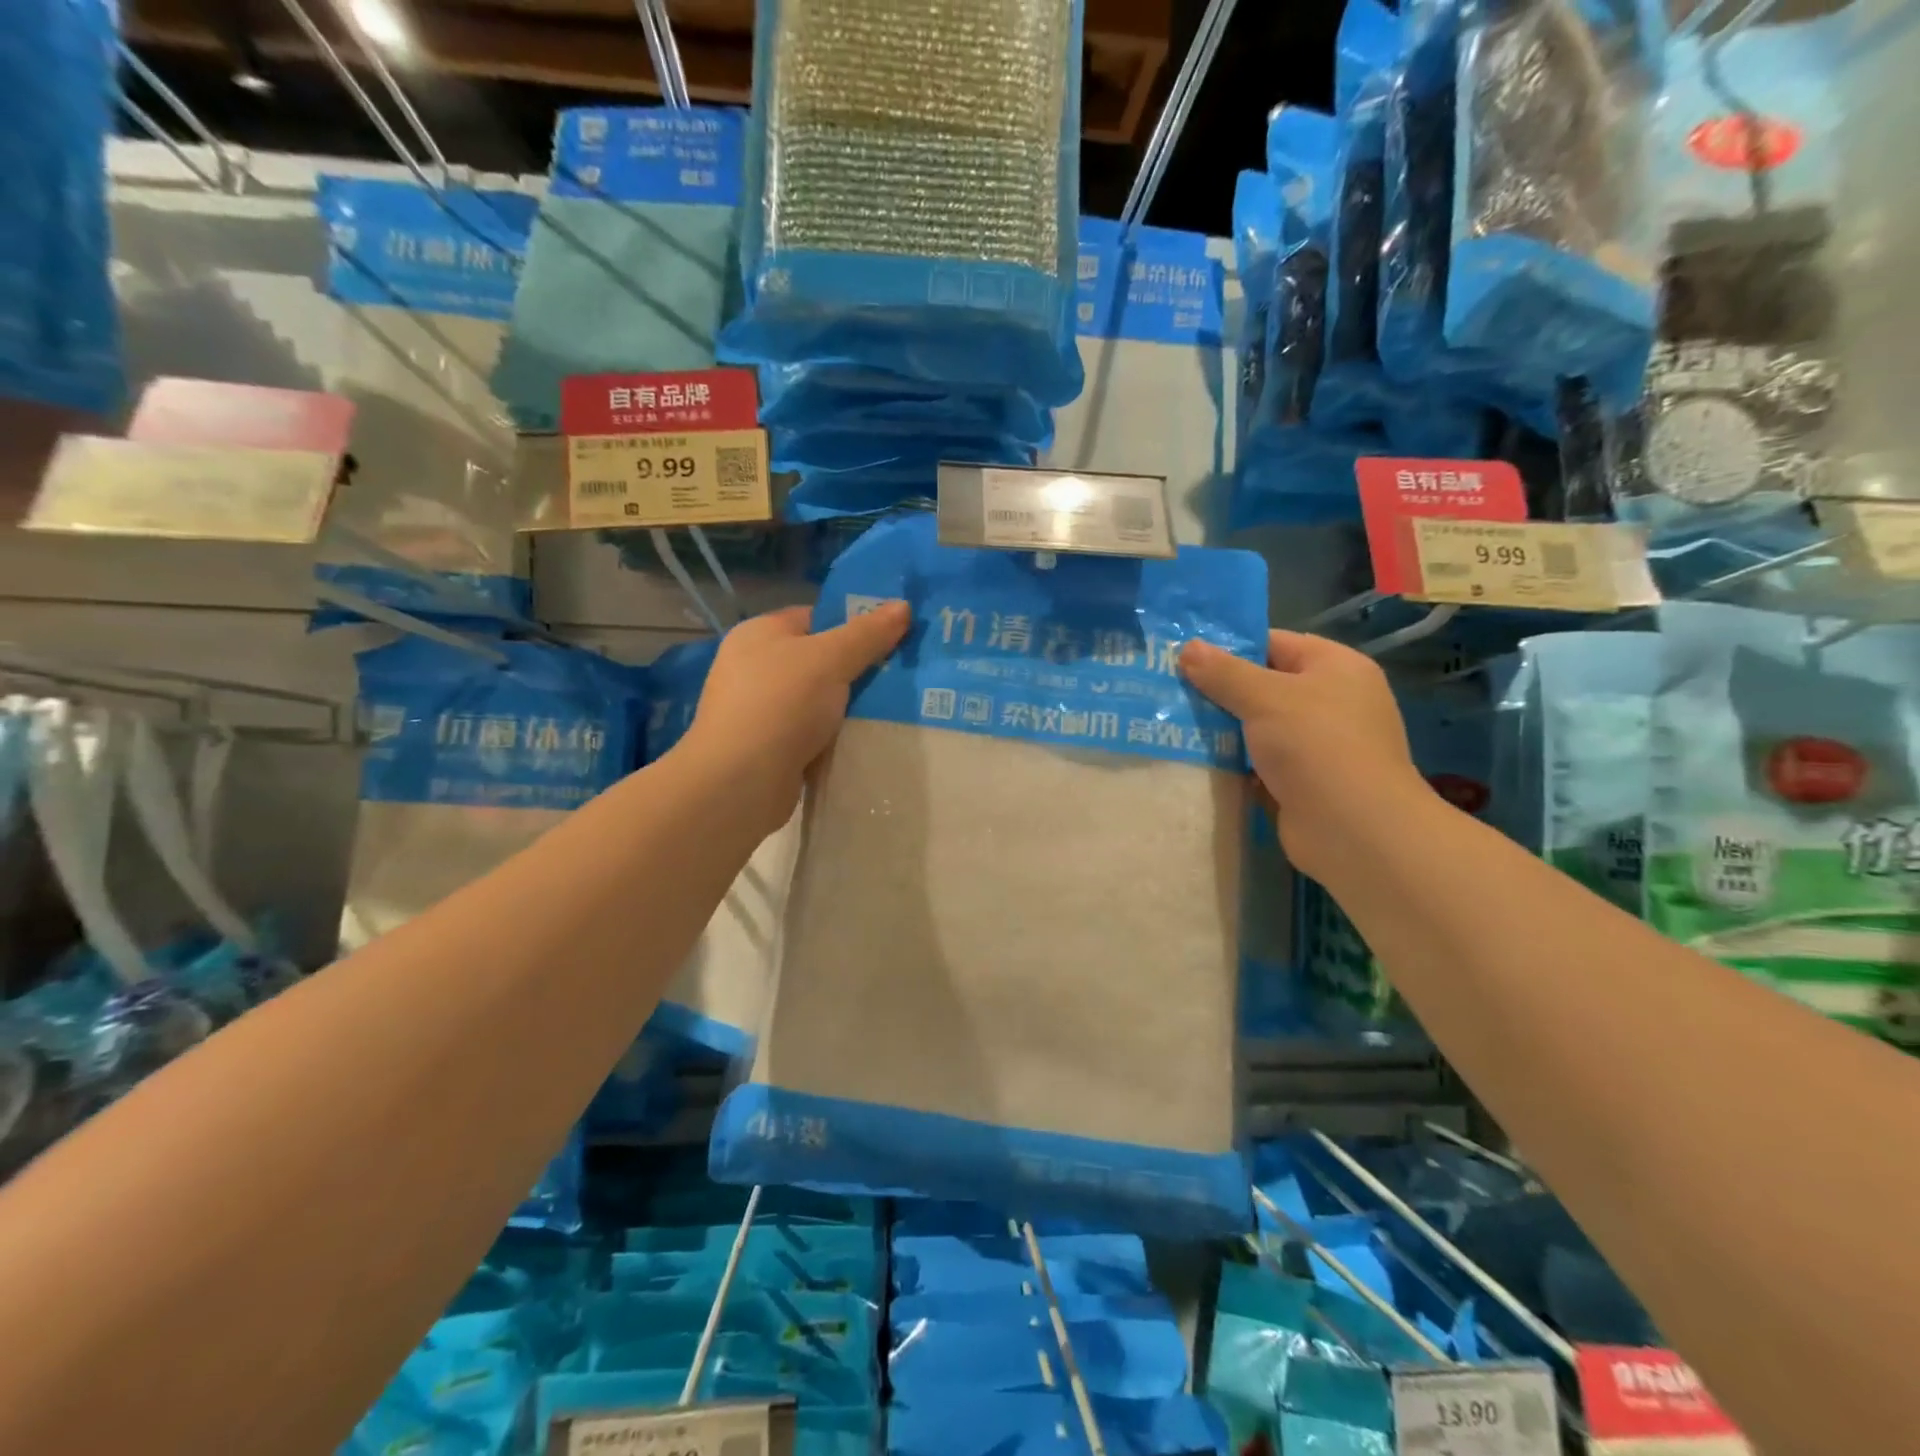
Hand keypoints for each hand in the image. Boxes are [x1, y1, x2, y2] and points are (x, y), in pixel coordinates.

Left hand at [685, 602, 910, 832]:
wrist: (740, 782)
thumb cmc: (781, 704)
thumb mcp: (831, 659)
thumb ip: (868, 633)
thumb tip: (903, 605)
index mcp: (759, 634)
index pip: (814, 618)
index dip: (852, 625)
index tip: (891, 639)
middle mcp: (753, 667)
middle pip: (817, 660)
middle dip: (856, 669)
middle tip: (899, 675)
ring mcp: (758, 710)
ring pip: (817, 700)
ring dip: (847, 707)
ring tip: (891, 709)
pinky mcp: (767, 747)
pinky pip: (810, 733)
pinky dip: (833, 736)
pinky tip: (863, 740)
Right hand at [1179, 630, 1428, 882]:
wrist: (1355, 831)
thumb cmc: (1316, 746)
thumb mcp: (1265, 698)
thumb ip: (1224, 673)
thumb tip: (1187, 647)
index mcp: (1336, 667)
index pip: (1275, 643)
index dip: (1230, 647)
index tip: (1183, 655)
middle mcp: (1331, 702)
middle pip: (1263, 686)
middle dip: (1218, 691)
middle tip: (1167, 689)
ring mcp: (1317, 745)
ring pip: (1257, 727)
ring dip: (1220, 729)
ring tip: (1168, 723)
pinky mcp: (1302, 782)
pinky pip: (1258, 762)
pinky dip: (1231, 762)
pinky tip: (1192, 760)